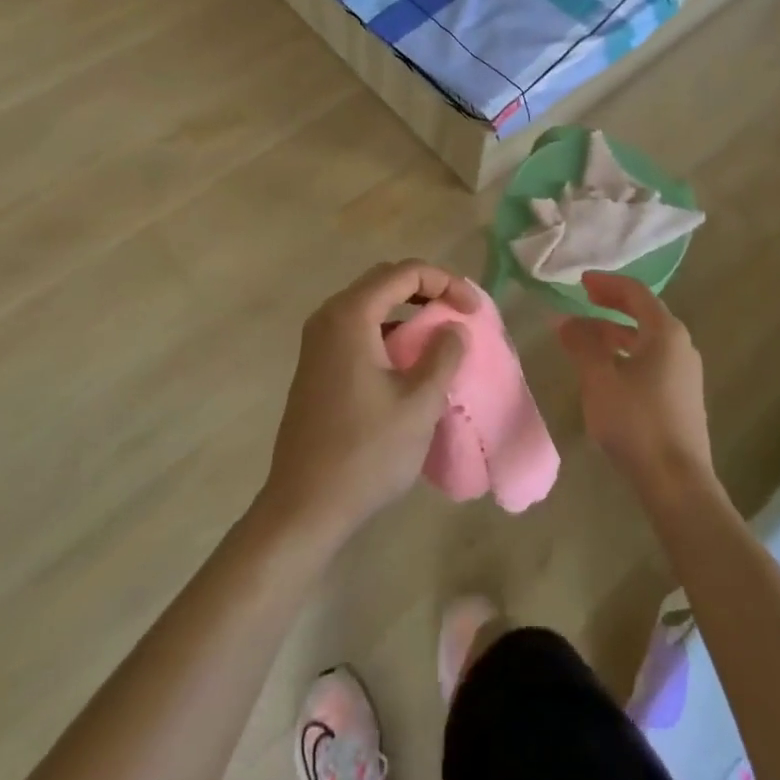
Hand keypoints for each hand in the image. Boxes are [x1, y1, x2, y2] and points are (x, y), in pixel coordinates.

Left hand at [257, 261, 475, 547]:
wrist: (304, 507)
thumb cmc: (366, 452)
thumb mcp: (419, 402)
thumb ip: (443, 355)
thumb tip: (453, 327)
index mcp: (351, 316)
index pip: (405, 272)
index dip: (447, 282)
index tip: (474, 312)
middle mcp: (329, 318)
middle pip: (385, 281)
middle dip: (428, 289)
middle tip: (460, 314)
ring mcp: (318, 343)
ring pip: (371, 305)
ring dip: (408, 311)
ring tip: (442, 336)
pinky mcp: (317, 366)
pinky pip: (359, 330)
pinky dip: (389, 332)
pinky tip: (410, 362)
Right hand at [558, 273, 715, 503]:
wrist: (677, 482)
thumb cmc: (637, 422)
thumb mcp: (600, 379)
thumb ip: (582, 344)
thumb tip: (565, 320)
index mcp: (666, 332)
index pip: (635, 292)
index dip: (606, 283)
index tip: (581, 282)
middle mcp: (681, 346)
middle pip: (644, 313)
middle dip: (611, 306)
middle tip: (583, 301)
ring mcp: (684, 373)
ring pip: (646, 340)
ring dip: (615, 333)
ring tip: (584, 337)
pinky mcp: (681, 397)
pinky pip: (650, 361)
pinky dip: (625, 354)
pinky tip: (605, 370)